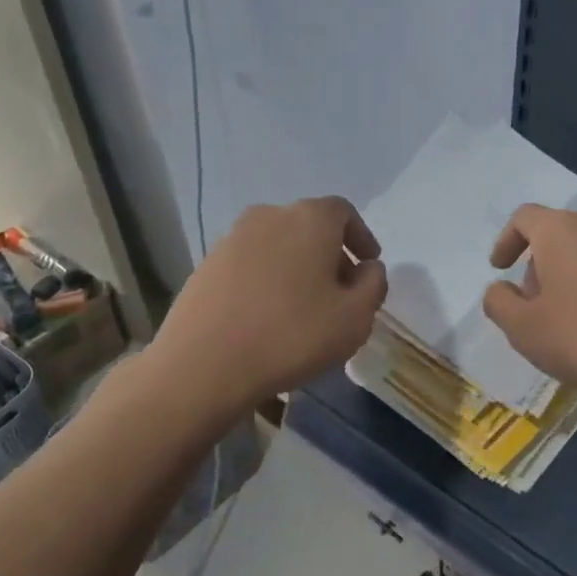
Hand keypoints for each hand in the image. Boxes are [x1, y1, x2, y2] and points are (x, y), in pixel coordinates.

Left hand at [150, 196, 387, 412]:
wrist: (203, 363)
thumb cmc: (291, 336)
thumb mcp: (354, 318)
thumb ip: (373, 286)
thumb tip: (368, 268)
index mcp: (309, 219)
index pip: (343, 212)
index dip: (360, 237)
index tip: (368, 265)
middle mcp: (269, 216)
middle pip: (309, 227)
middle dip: (330, 256)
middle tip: (341, 293)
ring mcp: (232, 239)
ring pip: (278, 246)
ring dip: (297, 268)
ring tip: (304, 309)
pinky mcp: (207, 265)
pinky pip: (251, 265)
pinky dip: (268, 281)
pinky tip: (268, 317)